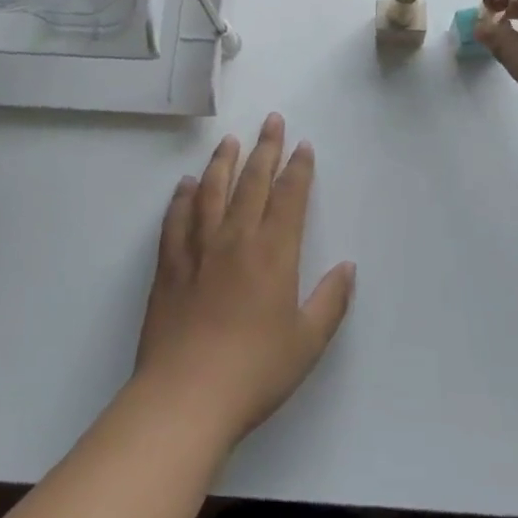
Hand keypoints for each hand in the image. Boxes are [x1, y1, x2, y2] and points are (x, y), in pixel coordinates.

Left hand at [133, 114, 355, 447]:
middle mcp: (236, 238)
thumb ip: (330, 301)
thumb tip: (348, 267)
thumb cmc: (254, 371)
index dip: (298, 168)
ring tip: (230, 140)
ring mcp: (198, 248)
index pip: (289, 196)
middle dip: (265, 148)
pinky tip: (186, 185)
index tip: (303, 145)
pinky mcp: (169, 265)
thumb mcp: (307, 342)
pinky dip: (182, 198)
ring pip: (212, 191)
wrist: (185, 397)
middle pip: (252, 181)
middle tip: (271, 120)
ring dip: (223, 162)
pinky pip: (176, 219)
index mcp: (273, 252)